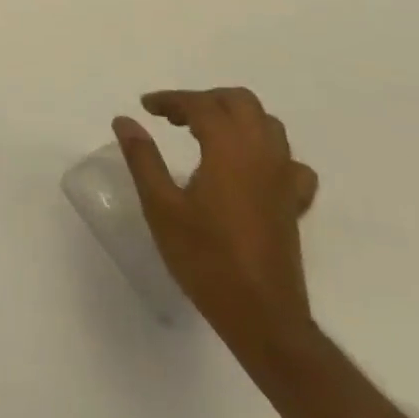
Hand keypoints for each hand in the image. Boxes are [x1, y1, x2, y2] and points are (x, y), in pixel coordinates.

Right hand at [113, 89, 319, 358]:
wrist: (262, 318)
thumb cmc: (206, 259)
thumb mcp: (161, 207)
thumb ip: (143, 158)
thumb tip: (124, 120)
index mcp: (229, 149)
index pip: (200, 105)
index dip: (171, 100)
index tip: (146, 107)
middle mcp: (262, 154)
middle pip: (241, 102)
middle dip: (206, 100)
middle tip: (175, 117)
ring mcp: (283, 178)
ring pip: (268, 125)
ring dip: (236, 118)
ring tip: (205, 134)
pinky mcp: (294, 203)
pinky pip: (288, 161)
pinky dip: (266, 151)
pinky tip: (248, 168)